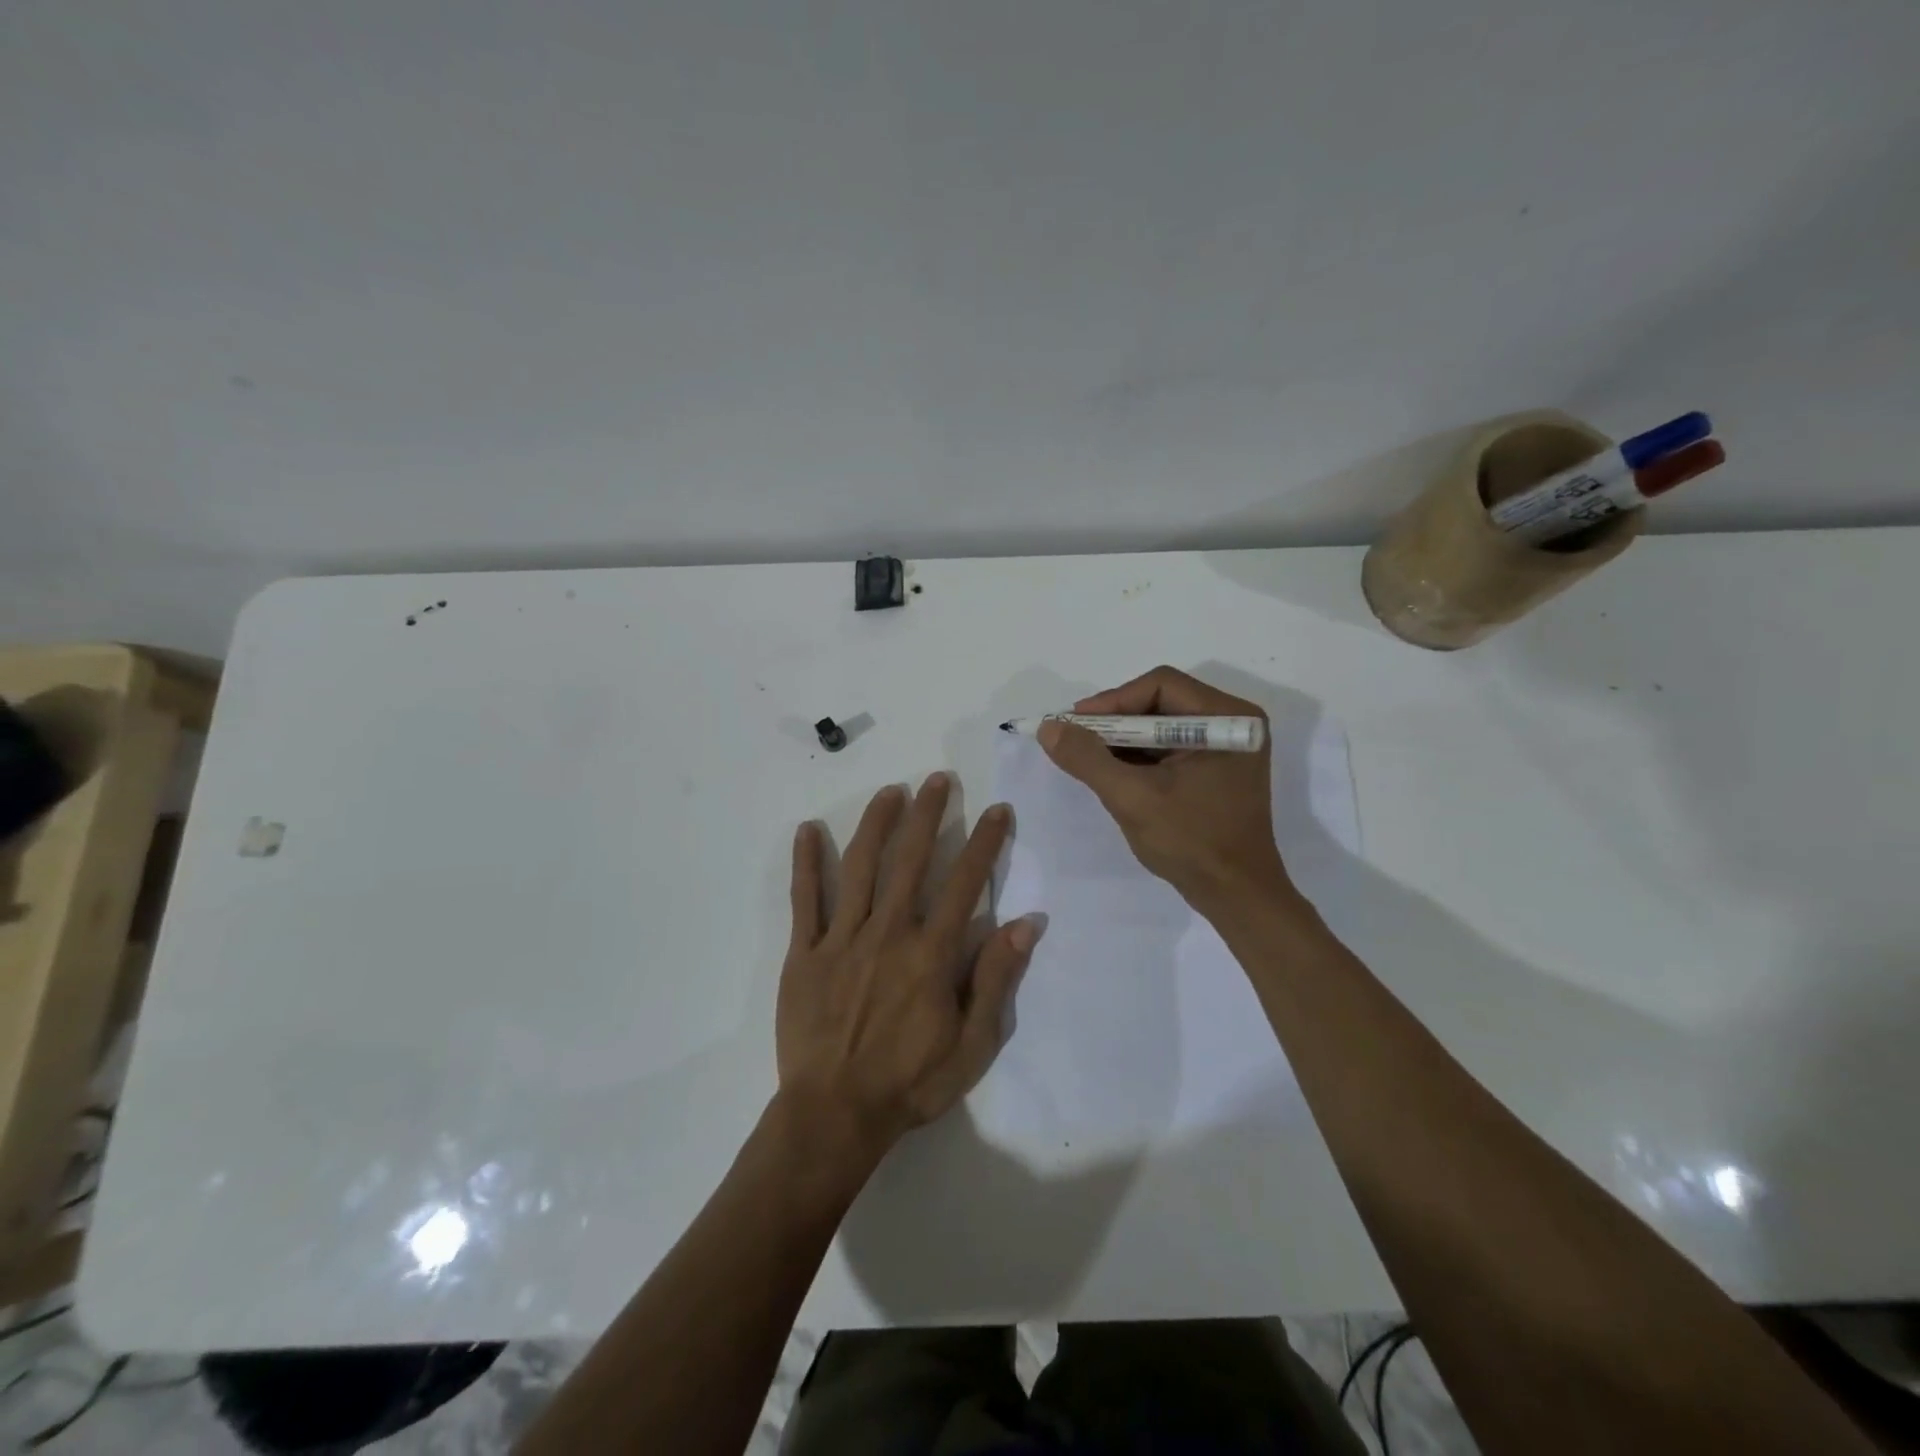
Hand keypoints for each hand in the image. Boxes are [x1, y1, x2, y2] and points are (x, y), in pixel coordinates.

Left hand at [777, 774, 1036, 1161]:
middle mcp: (887, 933)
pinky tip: (808, 829)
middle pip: (910, 860)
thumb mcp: (972, 1044)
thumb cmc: (910, 1083)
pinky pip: (804, 900)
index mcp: (930, 953)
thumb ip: (996, 979)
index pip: (965, 883)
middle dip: (928, 814)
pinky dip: (807, 862)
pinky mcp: (803, 953)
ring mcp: (841, 939)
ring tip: (891, 791)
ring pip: (860, 867)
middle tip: (938, 779)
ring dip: (876, 824)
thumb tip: (1028, 923)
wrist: (834, 1117)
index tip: (998, 810)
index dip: (985, 842)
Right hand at [1039, 666, 1290, 910]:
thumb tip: (1048, 728)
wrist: (1236, 896)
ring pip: (1162, 726)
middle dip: (1115, 722)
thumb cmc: (1191, 842)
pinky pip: (1170, 748)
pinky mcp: (1217, 769)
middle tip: (1076, 740)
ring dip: (1124, 741)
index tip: (1075, 725)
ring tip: (1087, 758)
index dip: (1113, 701)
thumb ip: (1087, 759)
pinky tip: (1112, 773)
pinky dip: (1139, 757)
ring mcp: (1227, 747)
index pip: (1161, 685)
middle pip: (1160, 702)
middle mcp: (1233, 722)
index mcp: (1227, 718)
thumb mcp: (1132, 798)